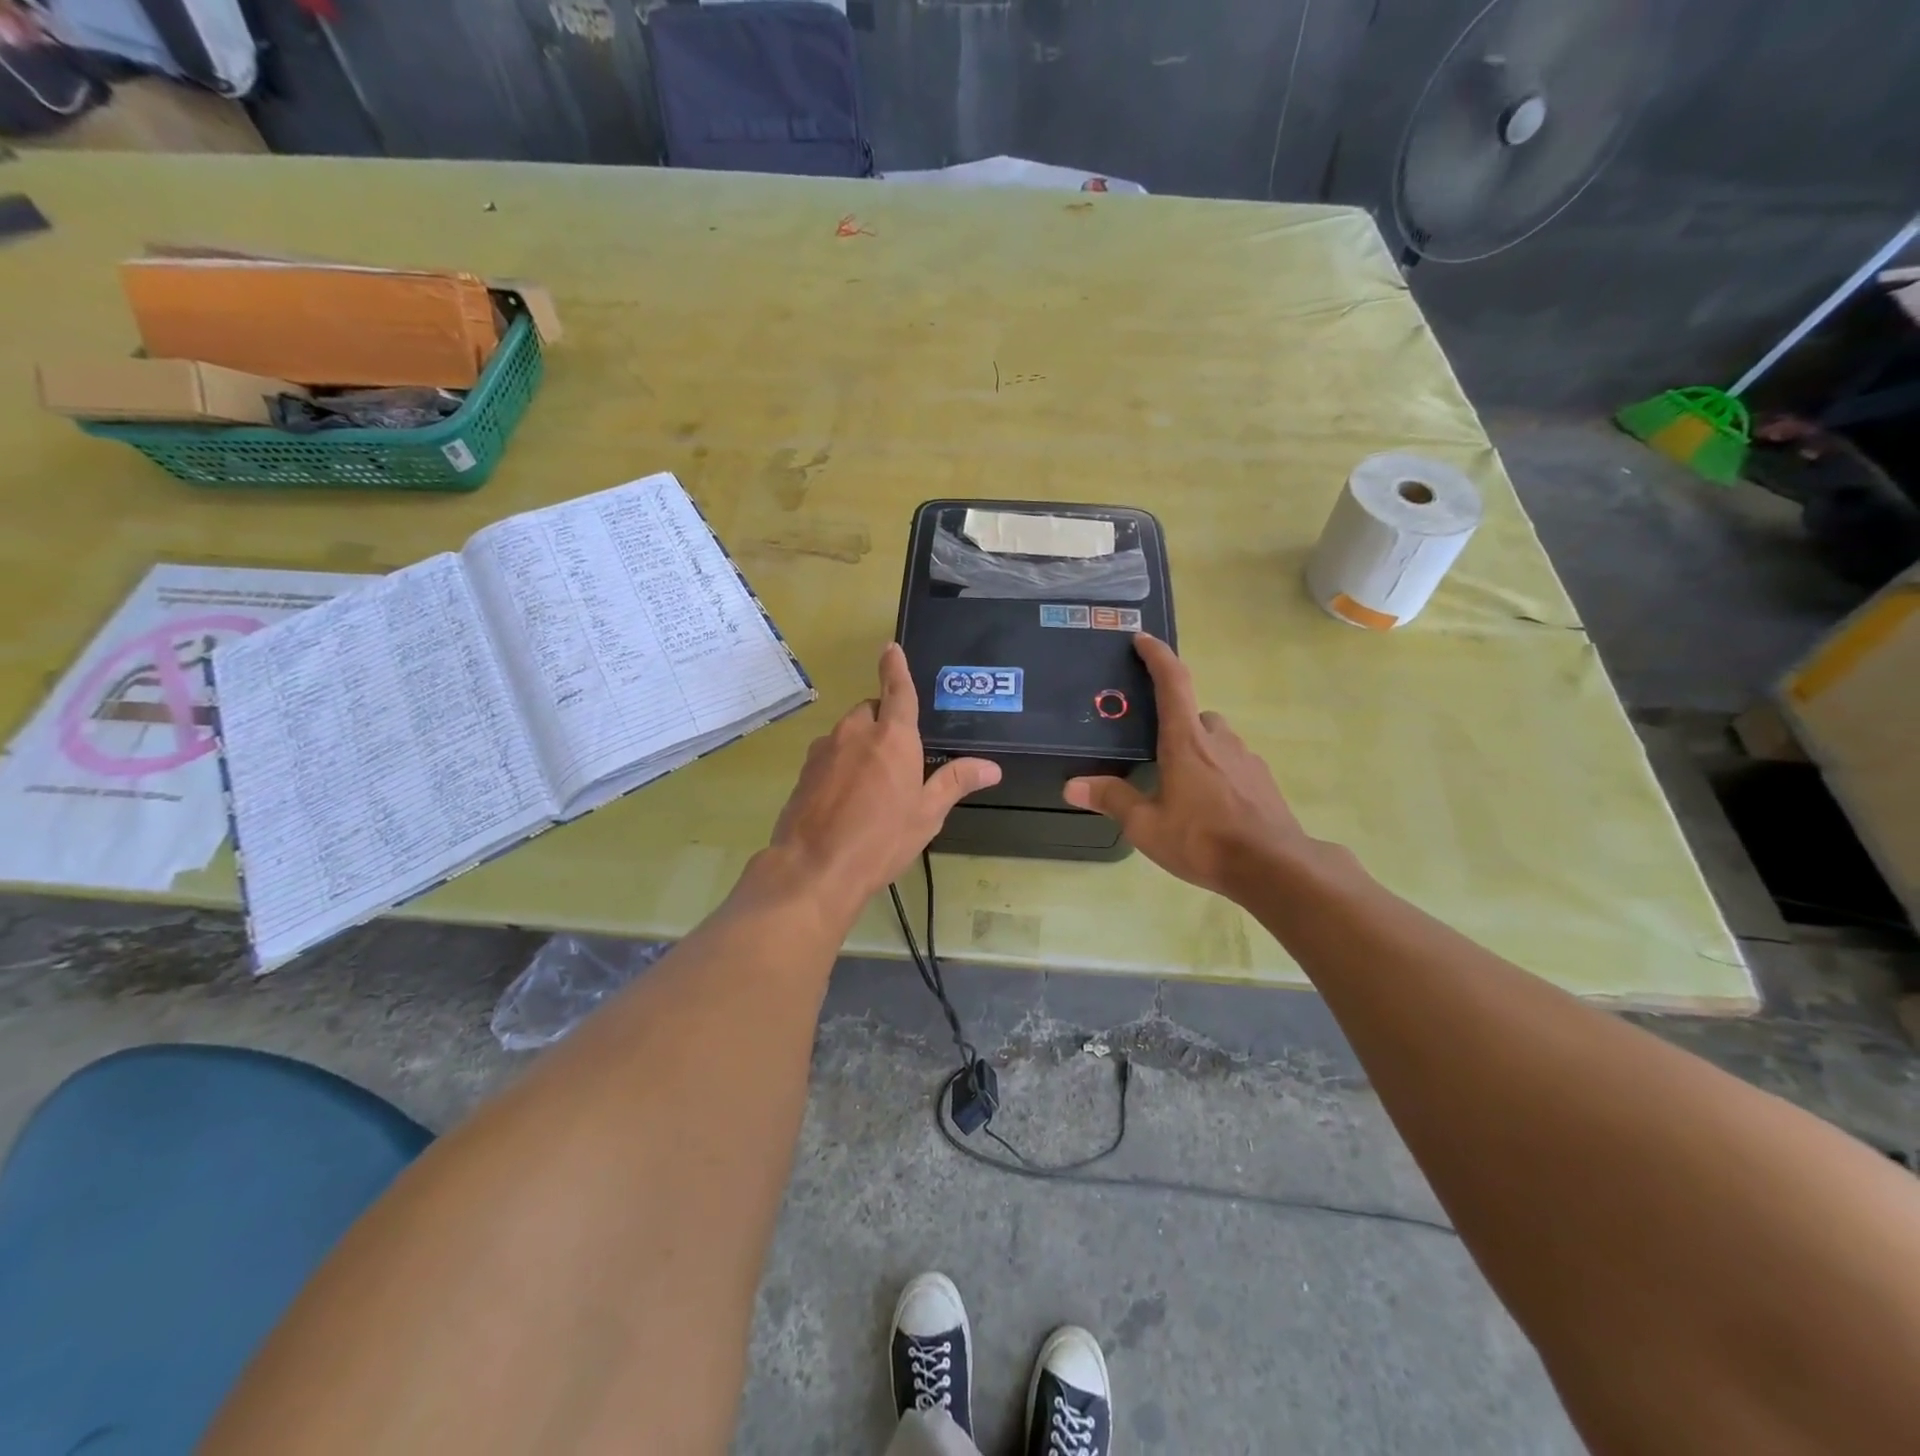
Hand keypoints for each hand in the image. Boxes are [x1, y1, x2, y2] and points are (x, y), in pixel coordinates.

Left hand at [760, 643, 999, 925]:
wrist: (814, 868)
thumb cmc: (881, 839)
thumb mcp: (926, 814)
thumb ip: (955, 782)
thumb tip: (991, 767)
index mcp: (892, 737)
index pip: (897, 690)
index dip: (896, 667)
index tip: (891, 647)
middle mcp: (855, 733)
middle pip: (870, 711)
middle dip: (883, 721)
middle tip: (898, 757)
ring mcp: (824, 750)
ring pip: (847, 732)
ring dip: (861, 744)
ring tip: (873, 784)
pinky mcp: (804, 770)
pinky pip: (829, 755)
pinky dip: (840, 763)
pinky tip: (846, 798)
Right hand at [1064, 634, 1312, 900]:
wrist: (1274, 867)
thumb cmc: (1203, 839)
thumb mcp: (1147, 825)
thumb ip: (1112, 800)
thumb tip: (1072, 786)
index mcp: (1186, 741)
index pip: (1172, 682)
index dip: (1157, 656)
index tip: (1143, 639)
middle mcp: (1218, 740)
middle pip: (1195, 714)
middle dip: (1175, 722)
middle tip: (1155, 749)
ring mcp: (1246, 759)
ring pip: (1216, 740)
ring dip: (1198, 749)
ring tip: (1180, 786)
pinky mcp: (1263, 782)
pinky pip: (1234, 764)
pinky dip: (1218, 772)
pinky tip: (1210, 806)